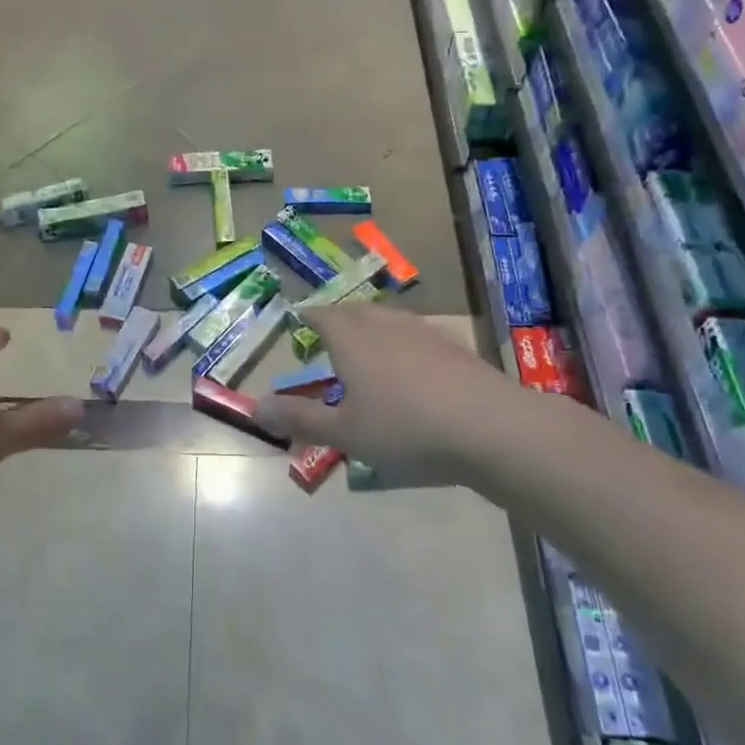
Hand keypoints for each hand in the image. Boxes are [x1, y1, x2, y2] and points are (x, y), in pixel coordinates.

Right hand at [255, 303, 536, 486]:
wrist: (490, 428)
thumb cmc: (405, 429)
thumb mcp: (345, 433)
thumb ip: (299, 419)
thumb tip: (253, 407)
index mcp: (352, 339)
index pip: (322, 315)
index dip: (308, 317)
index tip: (298, 320)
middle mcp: (384, 324)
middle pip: (355, 311)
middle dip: (337, 319)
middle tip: (328, 333)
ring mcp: (423, 332)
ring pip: (388, 318)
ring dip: (371, 326)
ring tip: (366, 343)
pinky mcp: (453, 346)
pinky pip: (416, 333)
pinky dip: (402, 341)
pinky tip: (411, 363)